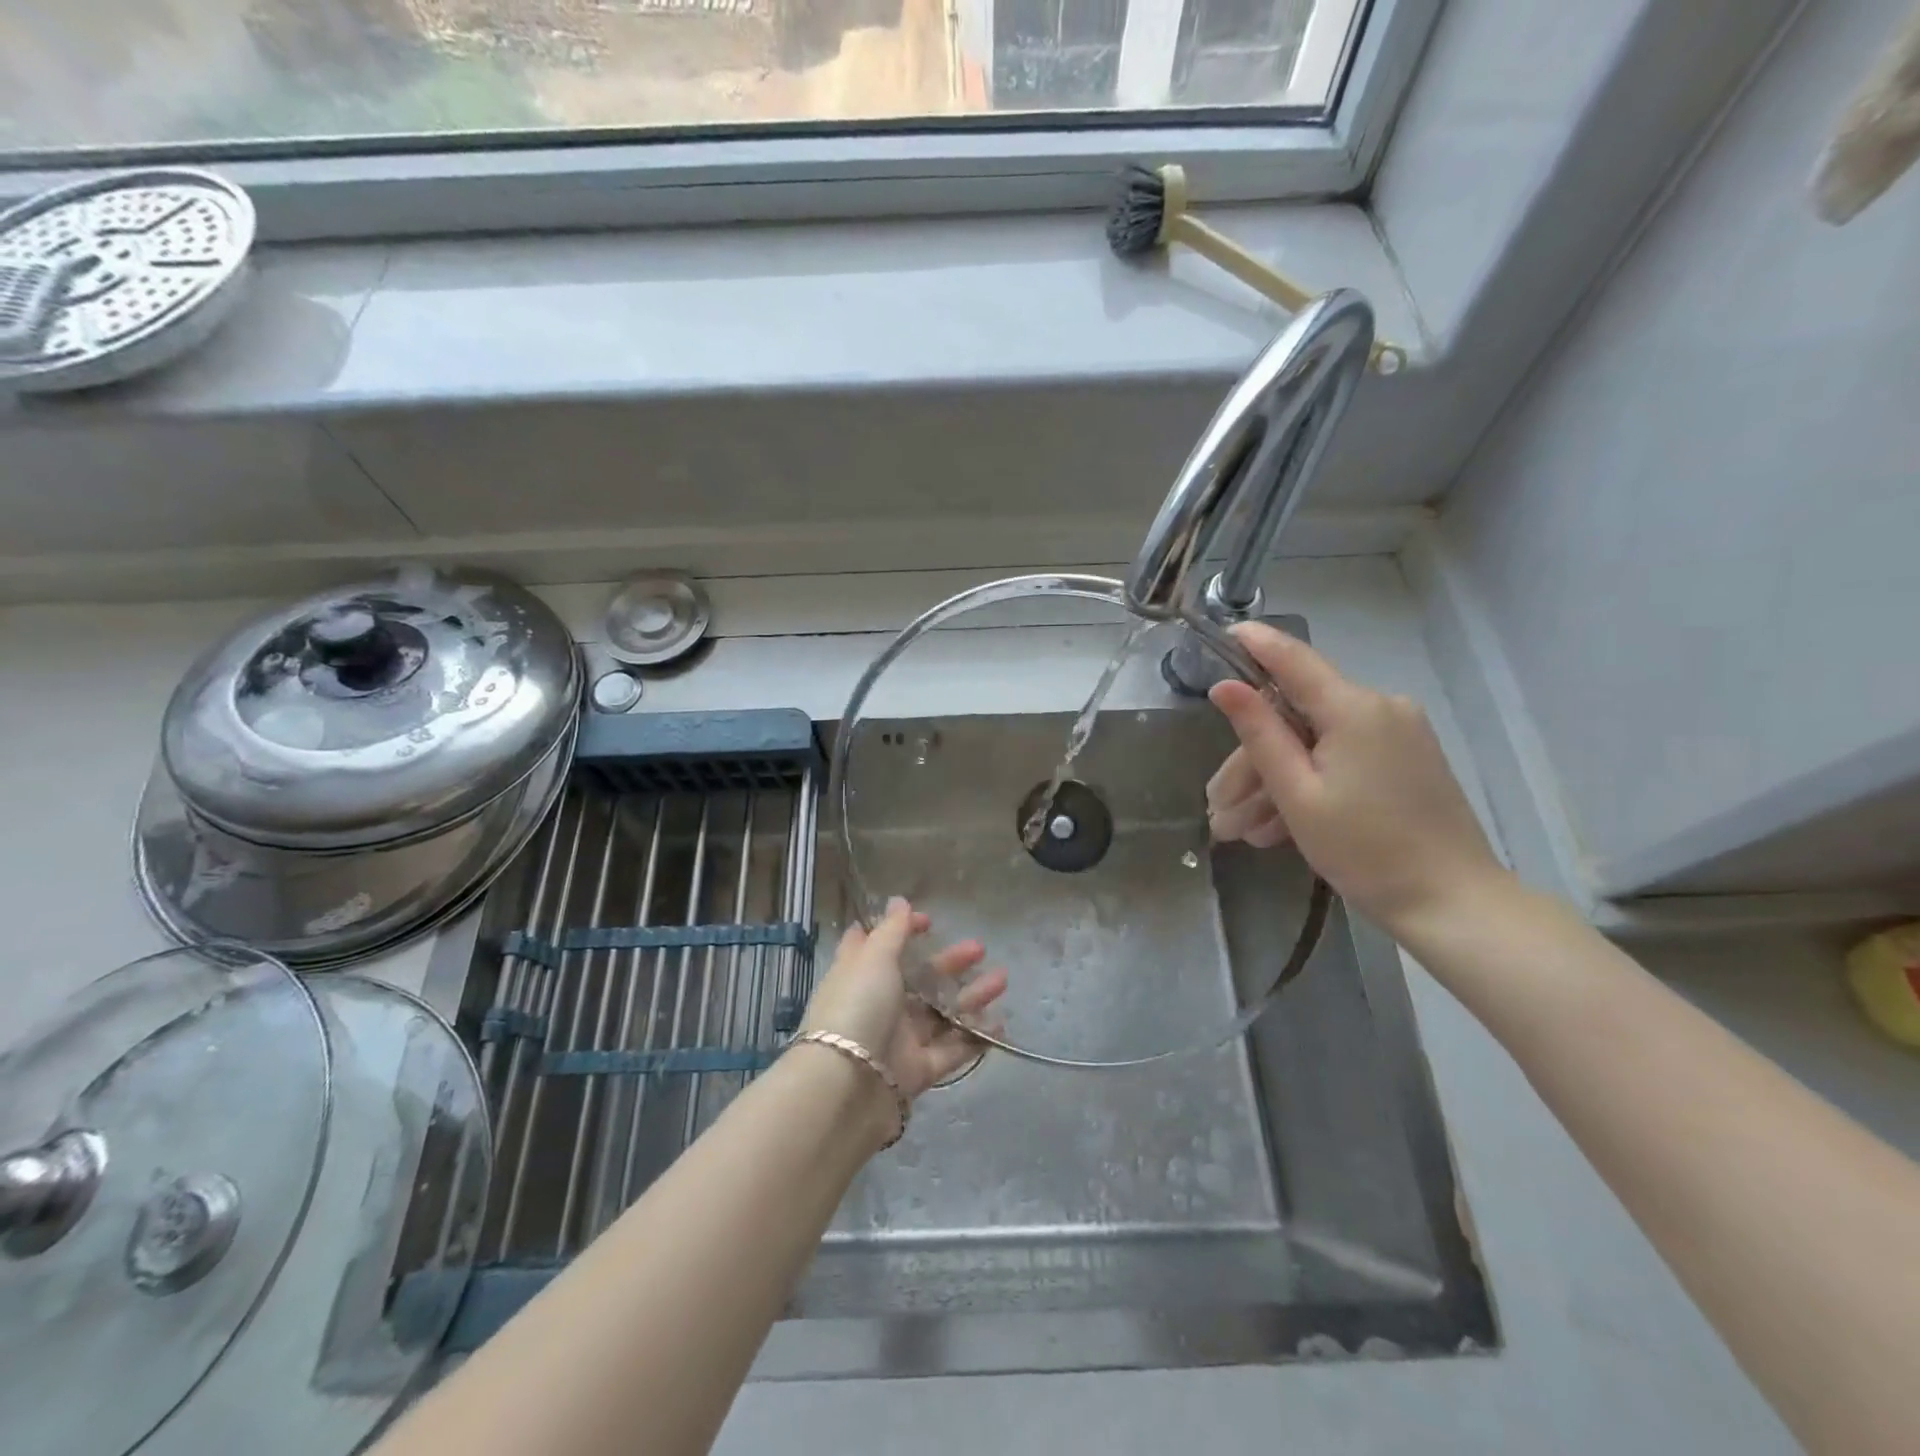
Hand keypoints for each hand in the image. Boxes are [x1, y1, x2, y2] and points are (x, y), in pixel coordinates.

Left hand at [800, 898, 1008, 1100]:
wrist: (847, 1088)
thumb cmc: (857, 1007)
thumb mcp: (873, 959)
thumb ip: (892, 930)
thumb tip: (899, 900)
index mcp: (860, 975)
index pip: (878, 946)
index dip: (901, 930)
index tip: (929, 922)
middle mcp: (878, 1004)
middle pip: (919, 979)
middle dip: (950, 962)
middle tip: (980, 948)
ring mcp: (898, 1039)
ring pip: (940, 1013)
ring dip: (971, 997)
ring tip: (1002, 981)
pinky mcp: (916, 1071)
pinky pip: (951, 1051)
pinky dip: (974, 1038)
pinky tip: (999, 1025)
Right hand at [1206, 623, 1506, 933]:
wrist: (1453, 902)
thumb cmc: (1365, 850)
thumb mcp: (1298, 793)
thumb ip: (1259, 733)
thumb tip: (1223, 685)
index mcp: (1354, 709)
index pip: (1293, 659)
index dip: (1255, 643)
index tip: (1221, 632)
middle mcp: (1380, 708)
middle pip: (1295, 719)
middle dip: (1251, 763)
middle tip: (1218, 811)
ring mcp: (1397, 734)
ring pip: (1314, 744)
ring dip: (1273, 785)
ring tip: (1240, 833)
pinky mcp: (1406, 759)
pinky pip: (1341, 758)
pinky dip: (1308, 786)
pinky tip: (1275, 830)